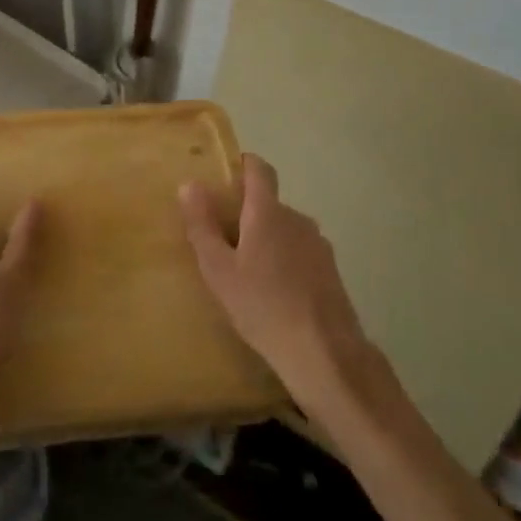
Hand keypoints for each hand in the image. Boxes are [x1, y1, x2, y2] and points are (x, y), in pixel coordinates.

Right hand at [181, 155, 374, 411]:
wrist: (325, 354)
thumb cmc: (263, 307)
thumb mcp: (219, 270)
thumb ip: (202, 225)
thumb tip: (190, 184)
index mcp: (268, 211)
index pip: (259, 169)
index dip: (243, 165)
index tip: (224, 179)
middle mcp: (296, 218)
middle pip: (269, 203)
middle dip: (247, 214)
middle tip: (223, 242)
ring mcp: (318, 244)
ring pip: (285, 230)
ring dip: (267, 241)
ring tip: (248, 273)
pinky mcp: (331, 271)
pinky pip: (300, 253)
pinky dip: (285, 262)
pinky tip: (274, 294)